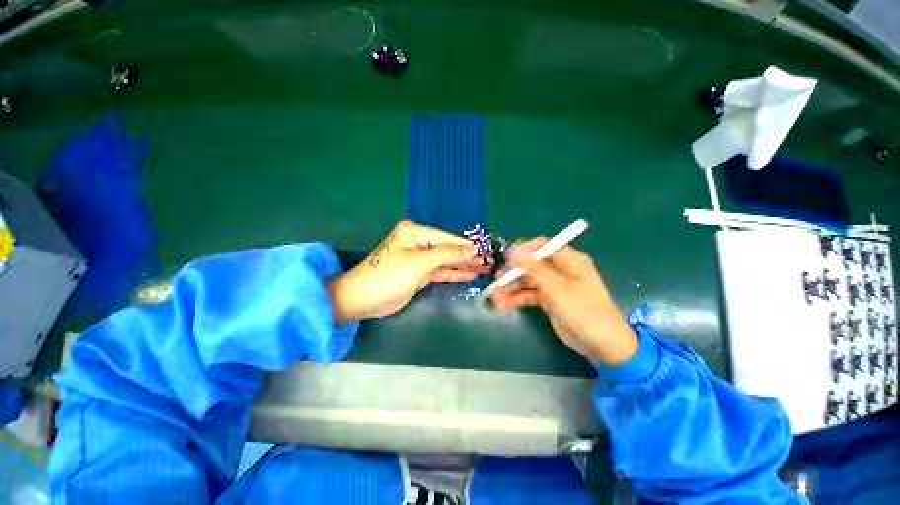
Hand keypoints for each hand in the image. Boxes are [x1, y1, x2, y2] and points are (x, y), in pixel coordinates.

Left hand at [327, 220, 491, 320]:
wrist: (364, 299)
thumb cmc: (390, 275)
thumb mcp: (420, 262)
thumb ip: (448, 254)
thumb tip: (472, 250)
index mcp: (415, 232)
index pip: (447, 238)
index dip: (466, 246)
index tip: (485, 252)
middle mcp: (418, 242)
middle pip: (448, 249)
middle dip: (467, 257)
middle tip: (488, 263)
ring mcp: (419, 259)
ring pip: (446, 261)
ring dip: (463, 266)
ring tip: (483, 269)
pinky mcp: (419, 274)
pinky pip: (440, 272)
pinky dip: (453, 274)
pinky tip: (468, 275)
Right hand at [490, 238, 637, 364]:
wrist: (601, 345)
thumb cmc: (583, 310)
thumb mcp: (557, 287)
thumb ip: (533, 268)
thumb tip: (513, 250)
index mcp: (568, 260)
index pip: (543, 246)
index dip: (524, 250)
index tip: (507, 258)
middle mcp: (560, 270)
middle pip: (531, 264)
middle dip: (513, 272)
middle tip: (497, 280)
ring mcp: (553, 285)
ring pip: (527, 280)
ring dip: (511, 287)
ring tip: (495, 295)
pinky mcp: (548, 300)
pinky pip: (529, 295)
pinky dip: (516, 299)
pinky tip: (502, 304)